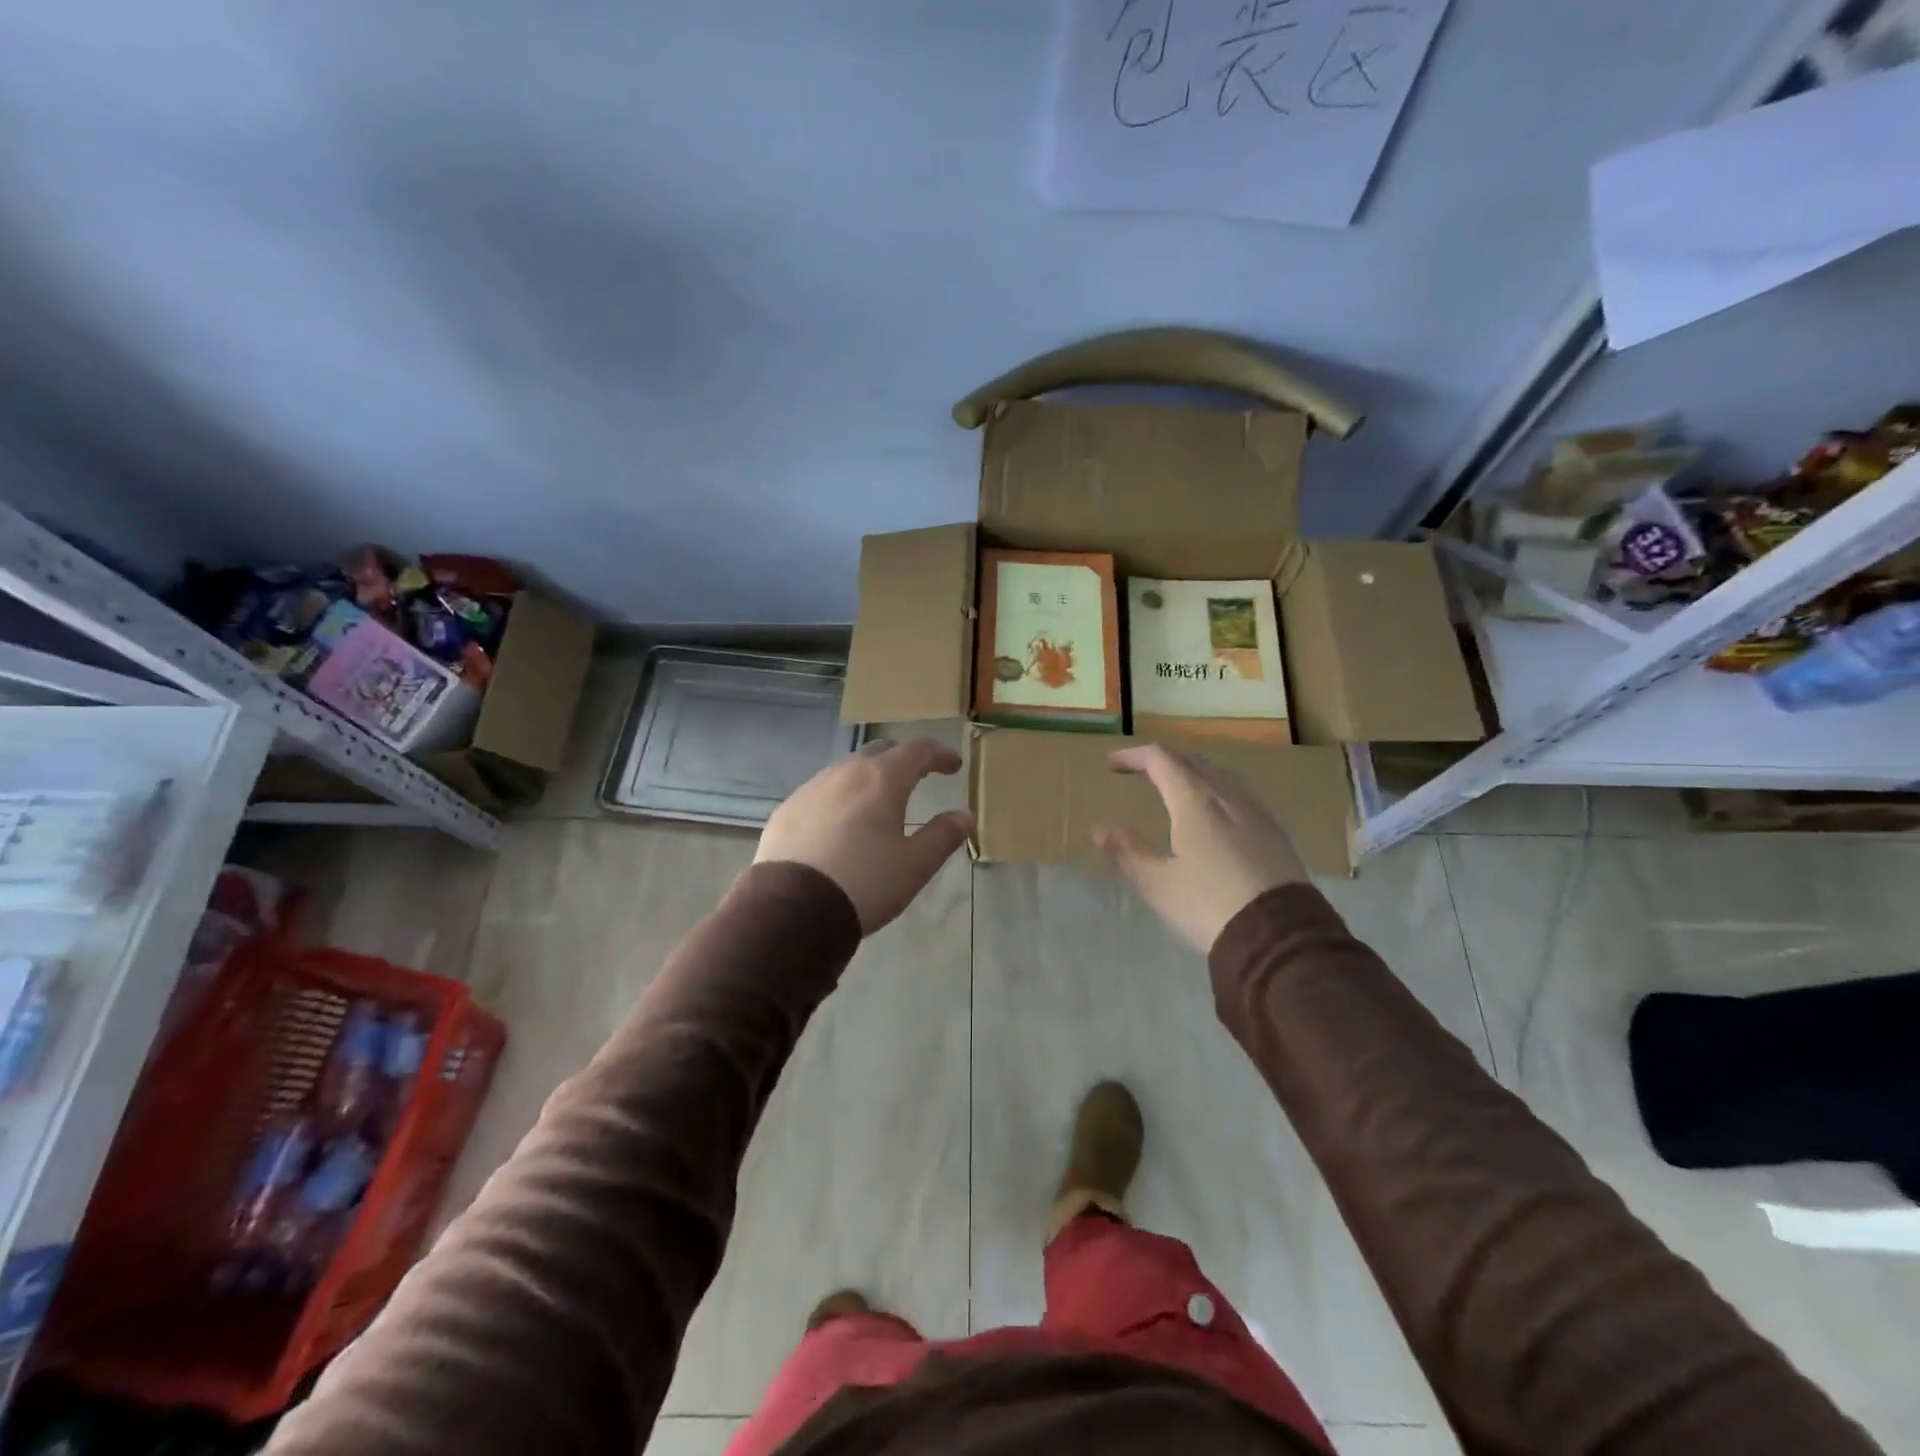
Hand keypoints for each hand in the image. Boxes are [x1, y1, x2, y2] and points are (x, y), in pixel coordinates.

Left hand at [756, 737, 974, 934]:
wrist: (792, 908)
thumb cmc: (865, 883)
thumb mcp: (915, 865)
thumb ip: (943, 836)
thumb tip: (964, 816)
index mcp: (883, 779)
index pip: (918, 749)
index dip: (940, 754)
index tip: (953, 766)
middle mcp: (846, 772)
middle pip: (880, 751)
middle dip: (903, 760)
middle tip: (918, 777)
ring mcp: (812, 788)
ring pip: (847, 768)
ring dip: (869, 776)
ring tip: (879, 800)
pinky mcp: (788, 808)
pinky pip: (821, 791)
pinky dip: (841, 796)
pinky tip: (840, 822)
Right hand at [1094, 744, 1307, 953]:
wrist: (1280, 937)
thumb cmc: (1209, 905)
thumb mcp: (1158, 884)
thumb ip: (1128, 852)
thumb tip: (1100, 828)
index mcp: (1195, 801)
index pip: (1162, 760)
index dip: (1135, 755)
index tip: (1113, 763)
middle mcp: (1227, 796)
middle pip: (1192, 761)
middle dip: (1163, 761)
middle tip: (1141, 773)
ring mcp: (1256, 812)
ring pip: (1221, 775)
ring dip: (1193, 772)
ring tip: (1177, 788)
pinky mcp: (1275, 832)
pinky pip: (1240, 794)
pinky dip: (1216, 790)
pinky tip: (1215, 814)